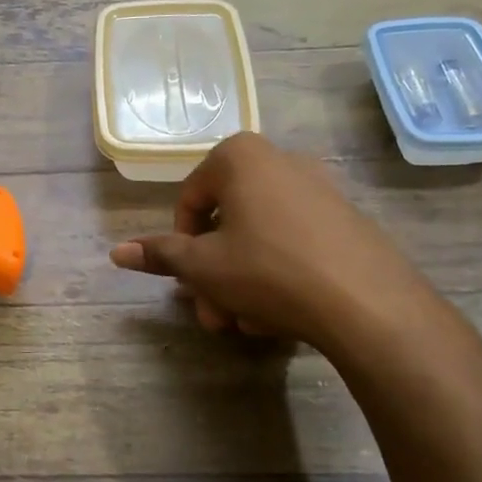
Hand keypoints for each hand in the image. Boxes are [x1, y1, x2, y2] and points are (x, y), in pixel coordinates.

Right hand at [108, 132, 473, 371]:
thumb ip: (160, 255)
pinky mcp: (346, 219)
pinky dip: (277, 274)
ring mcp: (320, 188)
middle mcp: (281, 160)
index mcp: (240, 157)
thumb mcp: (203, 266)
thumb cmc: (267, 270)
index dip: (180, 245)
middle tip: (213, 315)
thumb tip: (116, 252)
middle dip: (213, 274)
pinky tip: (279, 316)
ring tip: (246, 324)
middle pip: (227, 221)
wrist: (365, 301)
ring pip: (259, 237)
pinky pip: (294, 242)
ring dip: (242, 281)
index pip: (189, 199)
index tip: (188, 281)